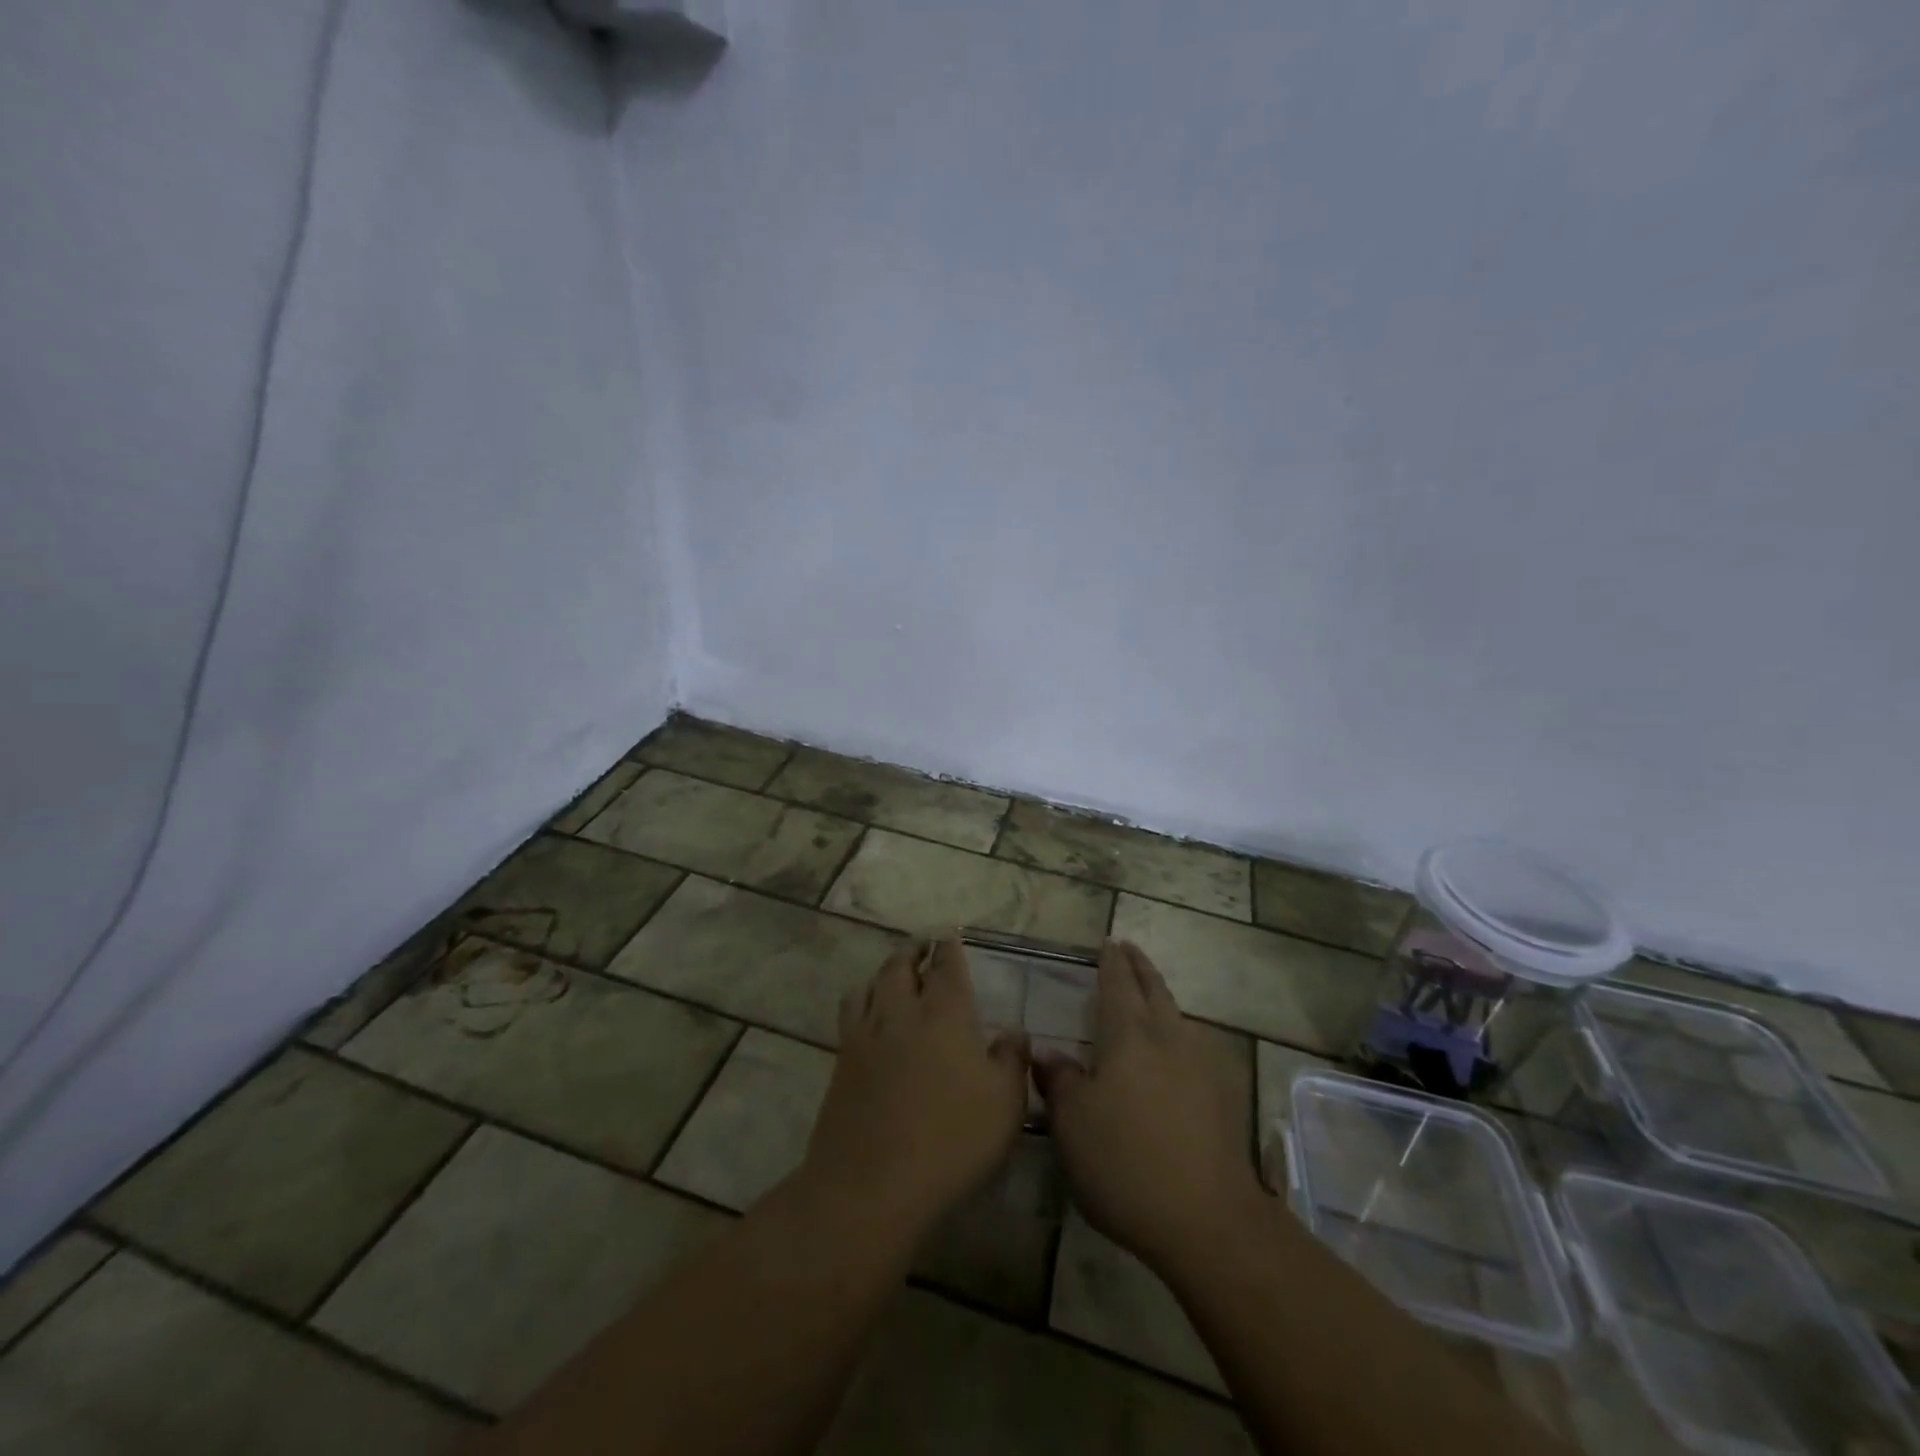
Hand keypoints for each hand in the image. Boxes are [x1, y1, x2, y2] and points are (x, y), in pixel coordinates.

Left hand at [801, 938, 1030, 1237]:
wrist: (871, 1185)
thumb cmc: (951, 1141)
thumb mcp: (1005, 1103)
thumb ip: (1012, 1059)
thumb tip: (1014, 1031)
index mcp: (944, 1014)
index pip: (946, 966)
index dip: (949, 948)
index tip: (950, 936)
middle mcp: (901, 1012)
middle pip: (901, 966)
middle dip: (913, 950)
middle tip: (922, 944)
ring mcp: (866, 1035)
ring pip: (871, 984)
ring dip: (885, 970)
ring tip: (894, 972)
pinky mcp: (842, 1061)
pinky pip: (850, 1012)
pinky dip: (862, 998)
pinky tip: (868, 1013)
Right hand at [1034, 941, 1266, 1273]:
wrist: (1208, 1220)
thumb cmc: (1125, 1163)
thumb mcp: (1072, 1123)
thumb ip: (1060, 1080)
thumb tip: (1047, 1053)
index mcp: (1129, 1036)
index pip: (1118, 984)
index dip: (1111, 962)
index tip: (1108, 942)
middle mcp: (1168, 1039)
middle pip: (1155, 990)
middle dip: (1140, 967)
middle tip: (1129, 948)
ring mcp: (1200, 1067)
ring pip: (1177, 1016)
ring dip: (1161, 996)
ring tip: (1149, 992)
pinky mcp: (1221, 1098)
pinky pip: (1193, 1045)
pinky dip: (1177, 1031)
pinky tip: (1173, 1049)